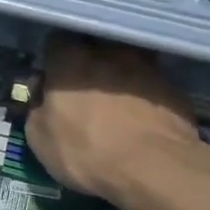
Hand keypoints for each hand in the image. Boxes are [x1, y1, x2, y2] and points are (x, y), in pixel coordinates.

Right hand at [24, 33, 209, 208]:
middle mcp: (109, 54)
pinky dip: (146, 94)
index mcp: (71, 61)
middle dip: (90, 61)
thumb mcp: (40, 138)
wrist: (154, 169)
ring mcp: (146, 68)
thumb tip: (41, 91)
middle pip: (95, 46)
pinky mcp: (173, 88)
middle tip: (86, 87)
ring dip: (121, 74)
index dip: (55, 57)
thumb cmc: (86, 151)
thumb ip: (37, 107)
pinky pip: (152, 83)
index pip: (57, 41)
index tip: (53, 75)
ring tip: (118, 100)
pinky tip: (143, 116)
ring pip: (128, 61)